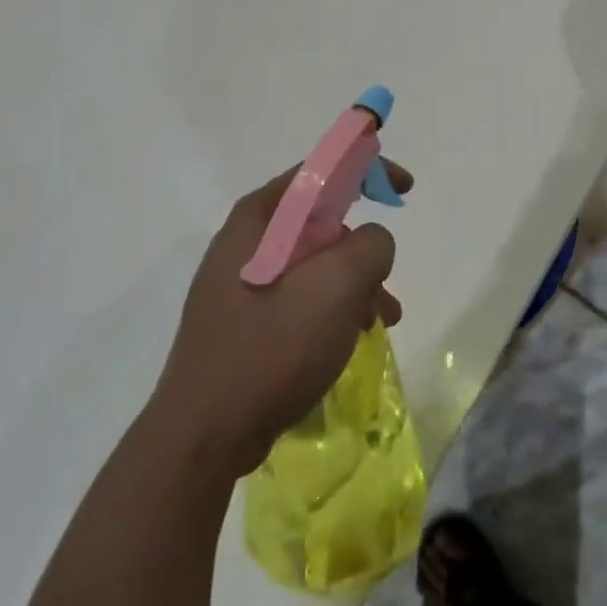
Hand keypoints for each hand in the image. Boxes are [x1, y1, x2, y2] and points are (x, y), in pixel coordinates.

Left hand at [151, 162, 411, 477]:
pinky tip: (346, 343)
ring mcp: (241, 283)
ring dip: (353, 286)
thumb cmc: (271, 348)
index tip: (403, 190)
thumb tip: (372, 243)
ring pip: (315, 265)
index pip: (320, 171)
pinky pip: (299, 298)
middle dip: (363, 250)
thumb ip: (369, 246)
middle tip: (385, 286)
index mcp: (260, 219)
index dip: (366, 169)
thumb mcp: (335, 287)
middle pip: (321, 222)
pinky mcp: (244, 320)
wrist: (204, 435)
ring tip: (377, 324)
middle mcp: (246, 241)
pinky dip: (331, 310)